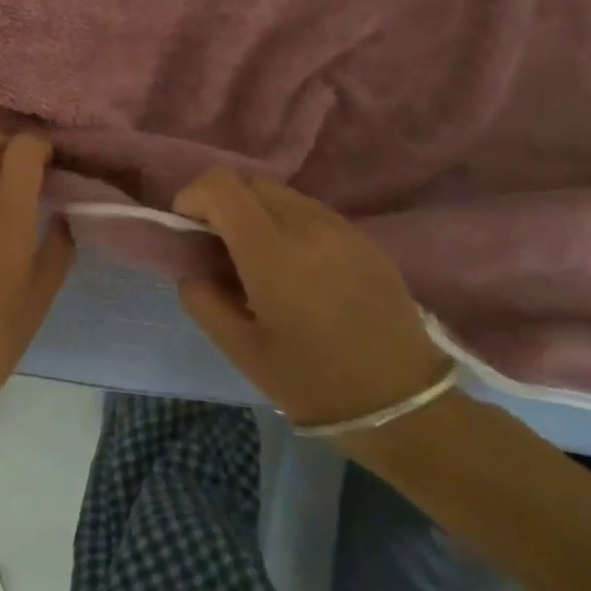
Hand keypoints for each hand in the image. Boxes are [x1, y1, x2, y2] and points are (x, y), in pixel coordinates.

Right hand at [172, 169, 449, 428]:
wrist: (403, 407)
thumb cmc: (312, 381)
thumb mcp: (240, 350)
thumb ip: (202, 300)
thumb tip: (192, 271)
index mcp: (271, 250)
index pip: (220, 185)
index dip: (192, 196)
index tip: (187, 229)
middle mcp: (306, 224)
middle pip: (249, 183)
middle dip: (223, 204)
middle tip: (219, 247)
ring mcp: (341, 228)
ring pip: (281, 194)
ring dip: (257, 213)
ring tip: (259, 260)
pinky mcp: (364, 240)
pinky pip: (312, 212)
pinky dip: (288, 224)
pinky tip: (297, 269)